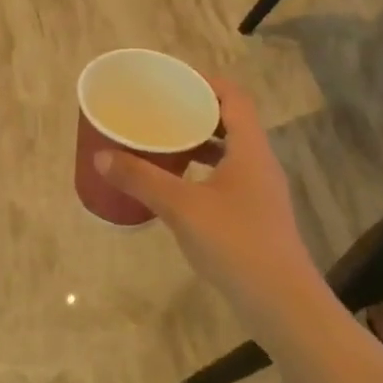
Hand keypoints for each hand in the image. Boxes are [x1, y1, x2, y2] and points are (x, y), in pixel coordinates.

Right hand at [94, 76, 322, 335]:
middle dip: (196, 112)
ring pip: (229, 153)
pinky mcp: (255, 216)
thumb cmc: (234, 242)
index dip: (206, 82)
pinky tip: (176, 186)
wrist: (280, 302)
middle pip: (231, 122)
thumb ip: (141, 178)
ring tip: (162, 142)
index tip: (173, 80)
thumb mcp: (181, 207)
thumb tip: (102, 155)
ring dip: (198, 143)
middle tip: (159, 110)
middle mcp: (259, 163)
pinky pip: (226, 178)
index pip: (234, 97)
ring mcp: (260, 192)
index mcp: (250, 149)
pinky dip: (202, 172)